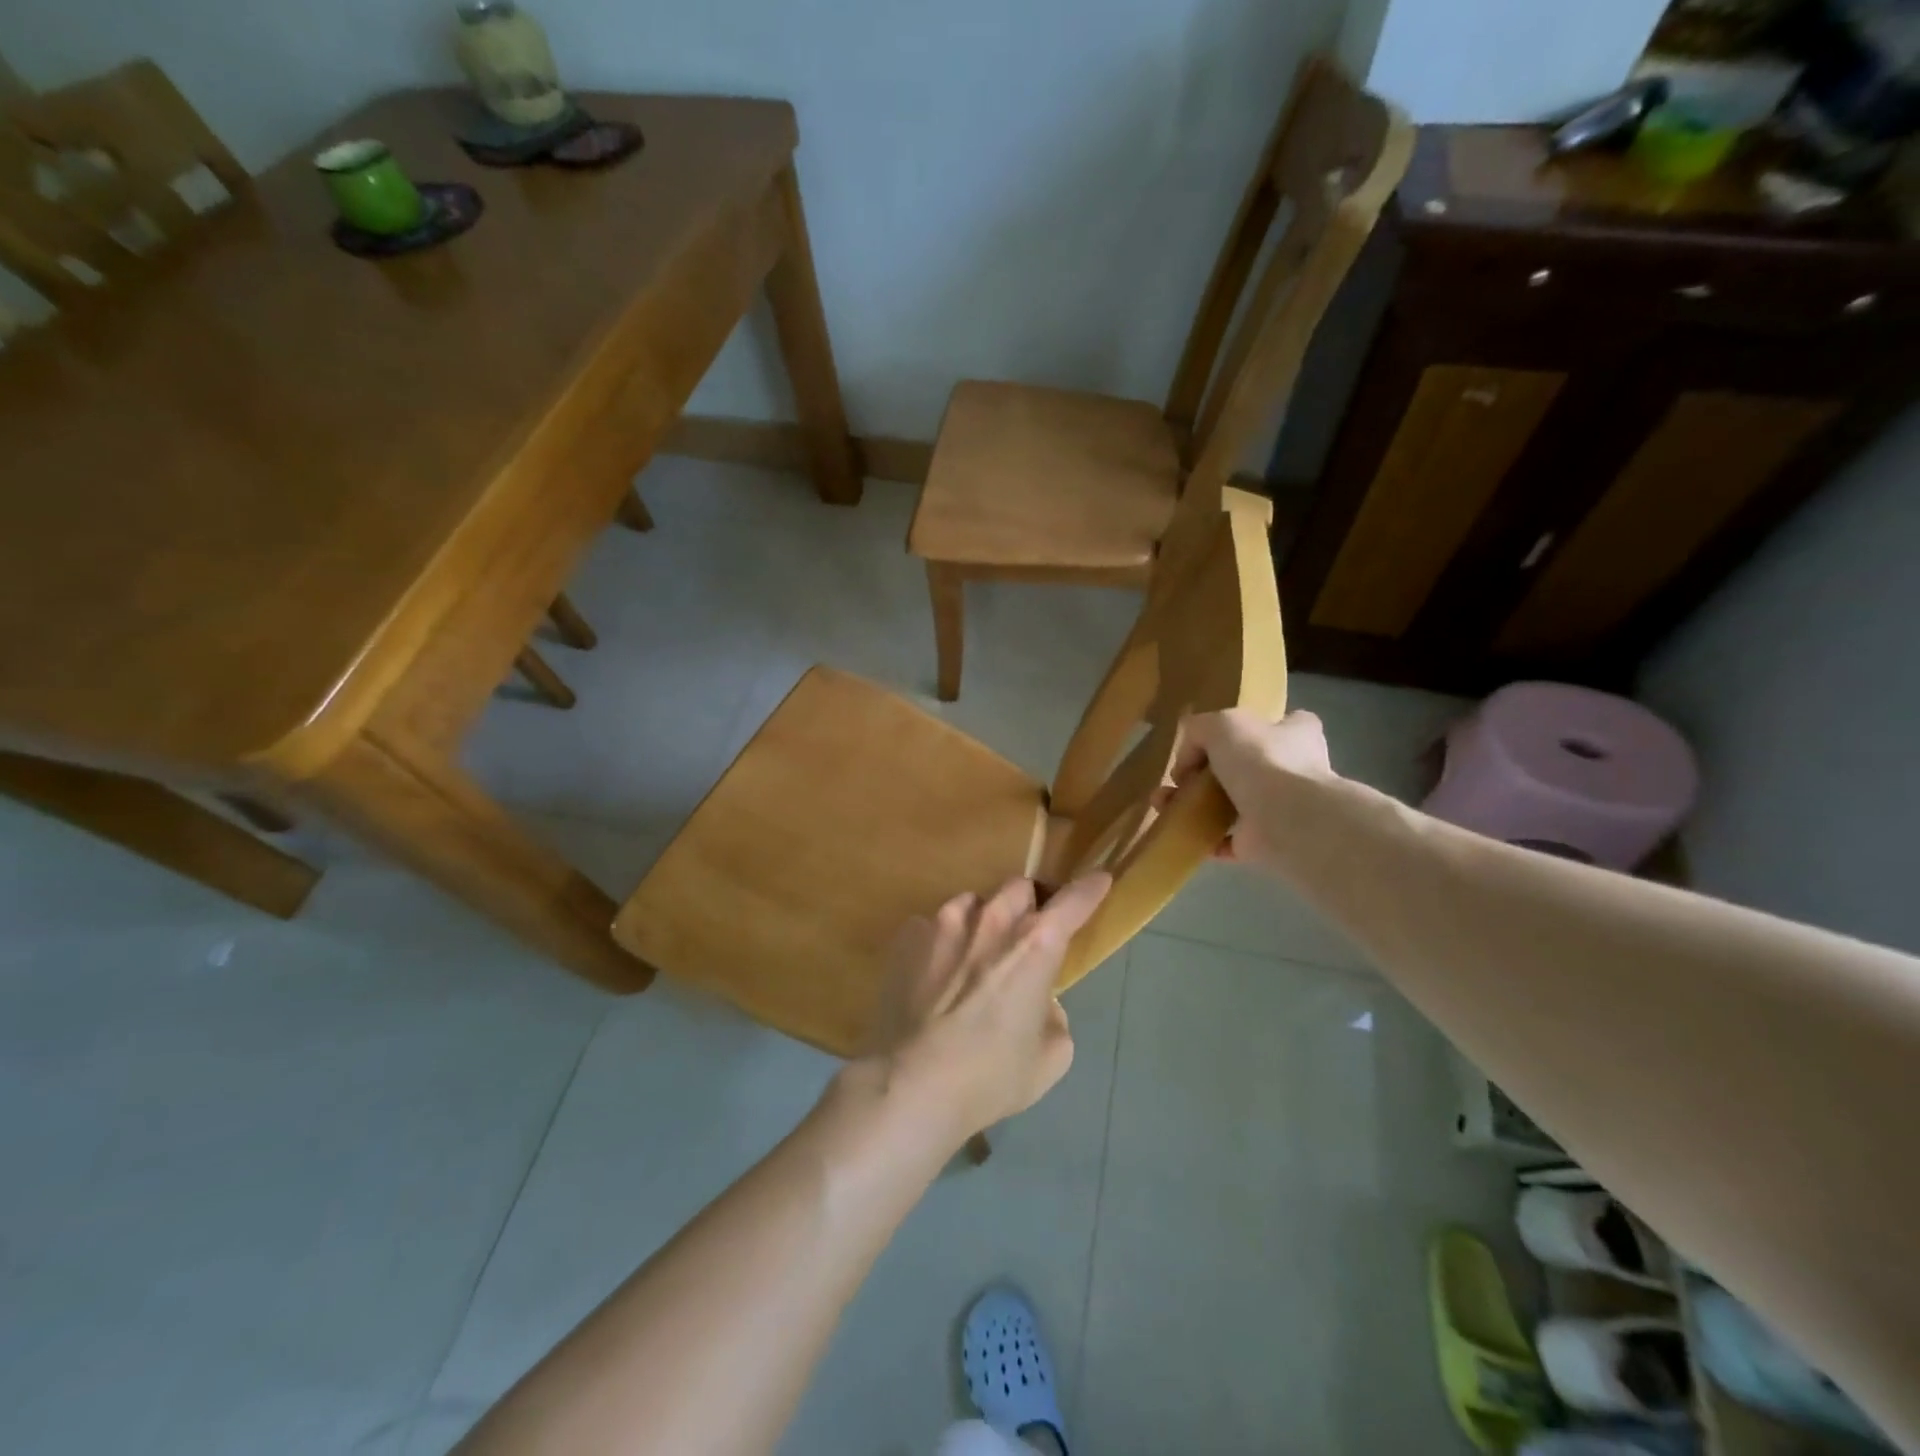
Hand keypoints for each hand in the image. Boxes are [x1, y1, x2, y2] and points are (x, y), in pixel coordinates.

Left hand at [864, 875, 1110, 1144]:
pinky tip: (932, 975)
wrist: (912, 1083)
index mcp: (1035, 945)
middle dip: (1026, 905)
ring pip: (971, 902)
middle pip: (1018, 888)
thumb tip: (1041, 1004)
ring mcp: (944, 923)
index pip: (1072, 903)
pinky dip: (939, 943)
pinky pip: (930, 926)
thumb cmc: (992, 1076)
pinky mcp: (908, 937)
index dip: (1089, 890)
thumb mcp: (1050, 1058)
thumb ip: (1054, 1018)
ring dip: (981, 921)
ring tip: (972, 955)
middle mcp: (992, 920)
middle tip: (1023, 934)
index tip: (1098, 880)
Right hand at [1177, 709, 1334, 870]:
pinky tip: (1181, 830)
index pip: (1281, 723)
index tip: (1219, 740)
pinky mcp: (1267, 841)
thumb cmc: (1262, 760)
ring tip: (1165, 804)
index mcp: (1297, 735)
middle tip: (1179, 778)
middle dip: (1211, 772)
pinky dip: (1206, 836)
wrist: (1286, 820)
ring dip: (1200, 805)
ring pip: (1234, 803)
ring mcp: (1282, 808)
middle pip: (1250, 766)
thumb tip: (1187, 755)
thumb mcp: (1222, 724)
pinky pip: (1229, 837)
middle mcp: (1296, 770)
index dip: (1251, 729)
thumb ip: (1199, 729)